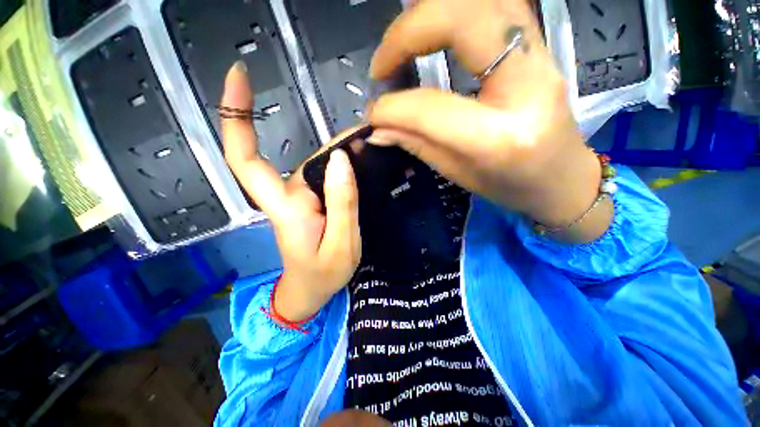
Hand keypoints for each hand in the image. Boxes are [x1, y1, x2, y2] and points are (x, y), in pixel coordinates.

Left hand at [221, 62, 360, 321]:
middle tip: (370, 137)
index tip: (238, 75)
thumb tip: (340, 159)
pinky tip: (364, 162)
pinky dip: (344, 164)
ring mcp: (299, 197)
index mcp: (286, 207)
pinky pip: (326, 174)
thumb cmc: (323, 275)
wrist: (311, 290)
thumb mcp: (341, 244)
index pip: (246, 159)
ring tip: (373, 150)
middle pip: (303, 154)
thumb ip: (342, 203)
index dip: (236, 116)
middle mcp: (287, 195)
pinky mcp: (311, 200)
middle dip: (336, 141)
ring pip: (319, 163)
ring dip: (345, 152)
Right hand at [368, 0, 611, 241]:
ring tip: (401, 45)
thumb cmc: (511, 187)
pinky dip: (455, 10)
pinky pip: (497, 6)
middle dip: (407, 33)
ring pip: (483, 0)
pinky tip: (433, 30)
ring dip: (430, 13)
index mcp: (500, 138)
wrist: (563, 179)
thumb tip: (377, 129)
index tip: (372, 114)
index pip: (432, 108)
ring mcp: (541, 58)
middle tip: (382, 65)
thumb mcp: (458, 174)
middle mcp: (526, 86)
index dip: (392, 107)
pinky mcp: (540, 48)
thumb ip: (417, 145)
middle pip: (464, 19)